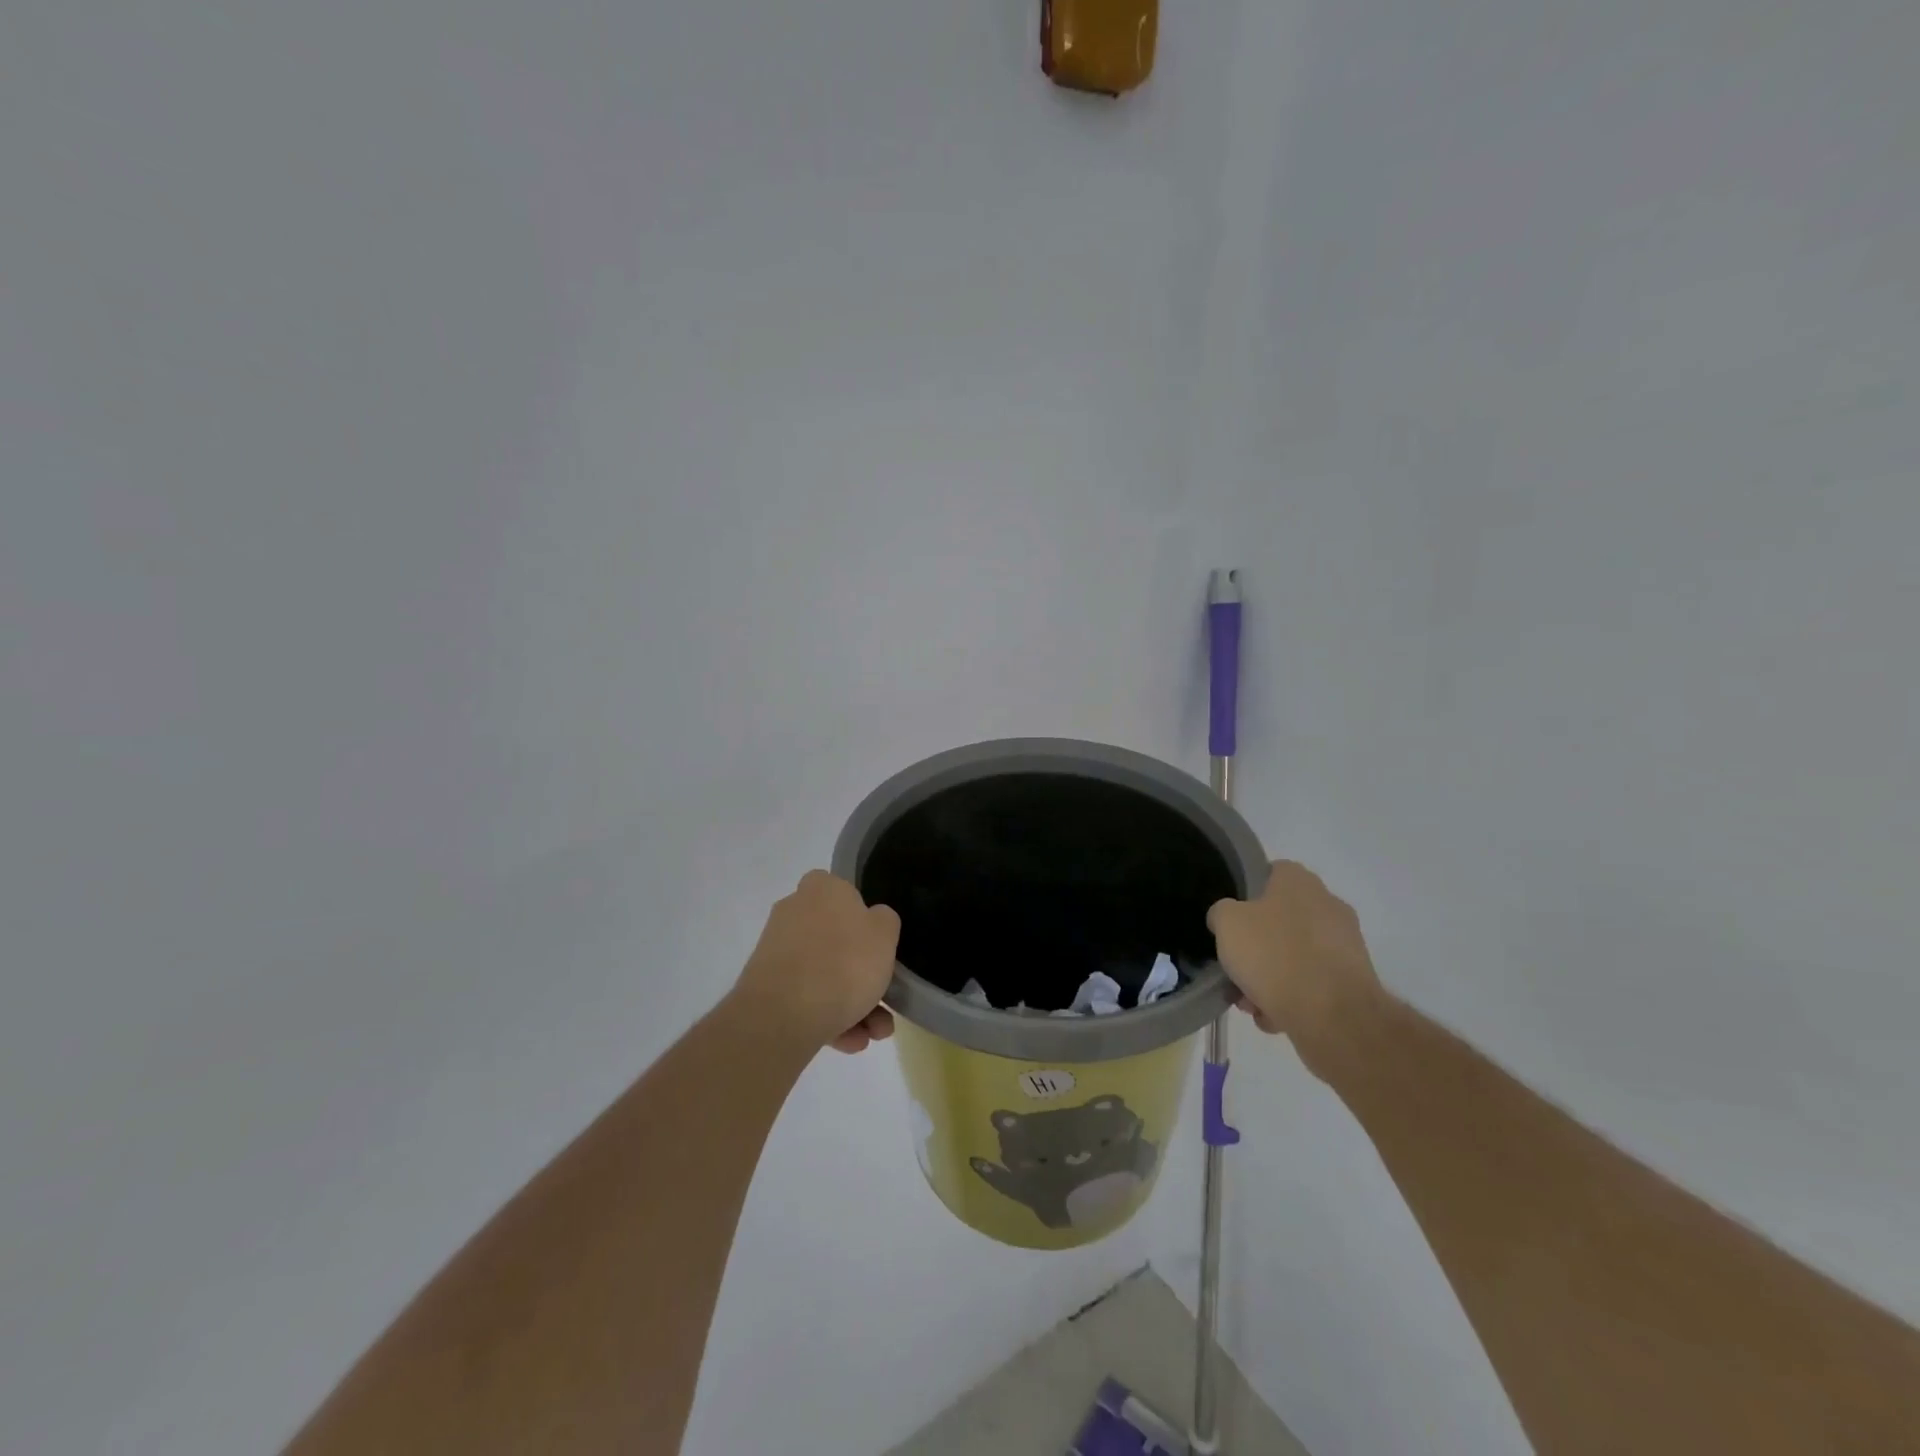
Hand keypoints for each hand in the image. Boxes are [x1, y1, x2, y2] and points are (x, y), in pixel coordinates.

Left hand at [733, 871, 900, 1054]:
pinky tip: (848, 1042)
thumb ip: (884, 921)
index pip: (846, 893)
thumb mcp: (885, 934)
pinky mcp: (766, 986)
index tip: (880, 948)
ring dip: (853, 1005)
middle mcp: (794, 911)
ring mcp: (777, 950)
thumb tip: (873, 921)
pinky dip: (828, 1017)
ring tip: (871, 1035)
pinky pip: (805, 997)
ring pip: (824, 974)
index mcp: (822, 888)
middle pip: (838, 941)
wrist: (782, 1015)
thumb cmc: (844, 963)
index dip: (866, 920)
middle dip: (864, 977)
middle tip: (885, 1005)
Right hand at [1209, 860, 1383, 1075]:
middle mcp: (1327, 905)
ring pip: (1294, 955)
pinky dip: (1292, 998)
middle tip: (1235, 967)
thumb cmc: (1274, 955)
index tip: (1229, 919)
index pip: (1269, 873)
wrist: (1332, 1016)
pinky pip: (1311, 983)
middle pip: (1279, 920)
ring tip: (1250, 1002)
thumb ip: (1221, 912)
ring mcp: (1344, 944)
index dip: (1246, 893)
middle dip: (1255, 946)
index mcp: (1299, 881)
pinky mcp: (1353, 981)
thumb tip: (1227, 919)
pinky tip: (1273, 1017)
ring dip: (1270, 977)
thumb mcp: (1226, 922)